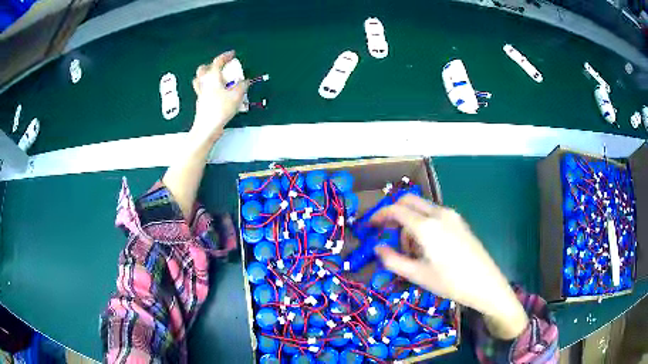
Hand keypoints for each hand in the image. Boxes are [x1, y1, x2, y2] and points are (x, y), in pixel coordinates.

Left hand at [191, 50, 248, 143]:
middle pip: (203, 69)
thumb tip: (244, 81)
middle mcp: (204, 83)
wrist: (207, 127)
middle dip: (211, 65)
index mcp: (212, 77)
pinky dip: (208, 88)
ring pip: (200, 80)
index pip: (218, 61)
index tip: (232, 54)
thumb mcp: (237, 95)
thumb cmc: (220, 109)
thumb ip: (242, 85)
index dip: (225, 56)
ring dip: (207, 76)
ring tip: (216, 79)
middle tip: (221, 67)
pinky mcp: (200, 103)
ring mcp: (200, 93)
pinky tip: (215, 93)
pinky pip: (202, 90)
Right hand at [371, 195, 528, 339]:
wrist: (486, 284)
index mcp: (426, 226)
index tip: (369, 225)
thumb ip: (393, 259)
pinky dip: (424, 224)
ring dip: (410, 222)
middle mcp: (439, 213)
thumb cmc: (450, 282)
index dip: (379, 215)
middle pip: (409, 201)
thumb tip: (378, 247)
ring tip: (412, 251)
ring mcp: (452, 216)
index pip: (396, 210)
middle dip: (394, 214)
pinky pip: (435, 215)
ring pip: (422, 209)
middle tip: (387, 233)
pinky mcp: (460, 222)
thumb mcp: (418, 275)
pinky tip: (429, 246)